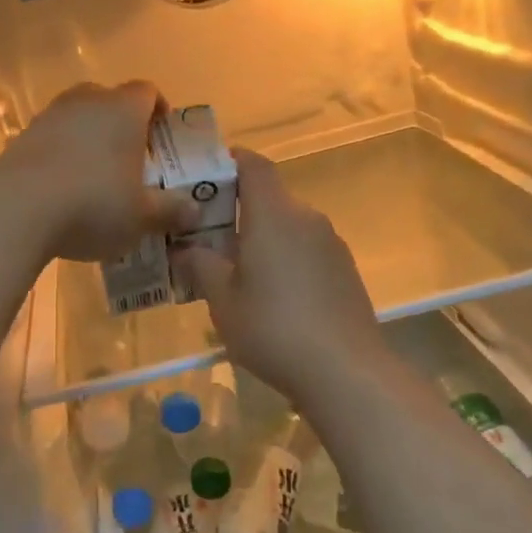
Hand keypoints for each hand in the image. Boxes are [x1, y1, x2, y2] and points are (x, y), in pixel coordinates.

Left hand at [0, 82, 190, 262]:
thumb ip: (170, 211)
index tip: (162, 133)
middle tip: (130, 156)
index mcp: (123, 110)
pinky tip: (63, 190)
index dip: (158, 109)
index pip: (147, 91)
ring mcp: (48, 118)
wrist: (17, 210)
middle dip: (121, 123)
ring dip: (87, 139)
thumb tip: (194, 210)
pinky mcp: (19, 140)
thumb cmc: (93, 205)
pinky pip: (50, 141)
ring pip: (76, 118)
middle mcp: (85, 103)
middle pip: (108, 99)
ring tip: (95, 175)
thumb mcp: (141, 217)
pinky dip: (60, 157)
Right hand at [173, 150, 386, 404]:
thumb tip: (186, 248)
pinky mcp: (345, 271)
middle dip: (237, 212)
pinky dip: (284, 259)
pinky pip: (306, 251)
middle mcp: (306, 219)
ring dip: (261, 239)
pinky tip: (272, 298)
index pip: (253, 165)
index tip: (203, 176)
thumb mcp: (222, 301)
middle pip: (269, 198)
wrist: (345, 371)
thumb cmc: (273, 329)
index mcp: (274, 215)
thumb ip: (200, 266)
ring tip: (236, 274)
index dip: (229, 161)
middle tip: (206, 239)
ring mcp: (331, 245)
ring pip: (288, 227)